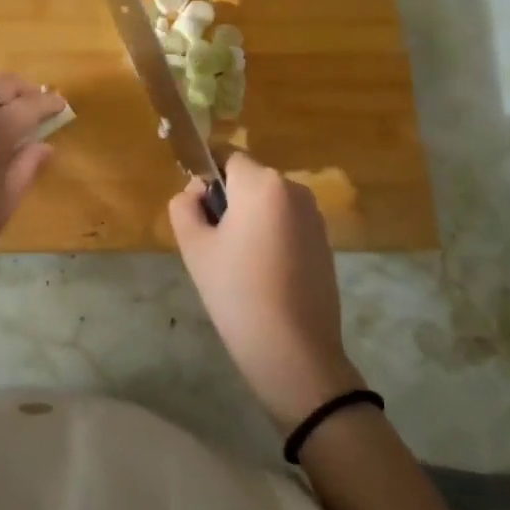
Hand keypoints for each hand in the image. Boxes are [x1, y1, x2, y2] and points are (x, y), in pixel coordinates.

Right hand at [170, 152, 360, 430]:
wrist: (293, 352)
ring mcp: (314, 217)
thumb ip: (184, 206)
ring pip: (268, 203)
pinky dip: (271, 237)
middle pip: (248, 179)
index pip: (226, 157)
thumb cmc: (236, 292)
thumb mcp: (194, 246)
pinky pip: (287, 224)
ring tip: (237, 264)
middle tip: (213, 243)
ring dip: (250, 220)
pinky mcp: (325, 243)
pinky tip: (263, 276)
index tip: (198, 212)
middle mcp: (294, 189)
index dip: (206, 178)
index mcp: (262, 183)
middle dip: (228, 200)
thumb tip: (196, 193)